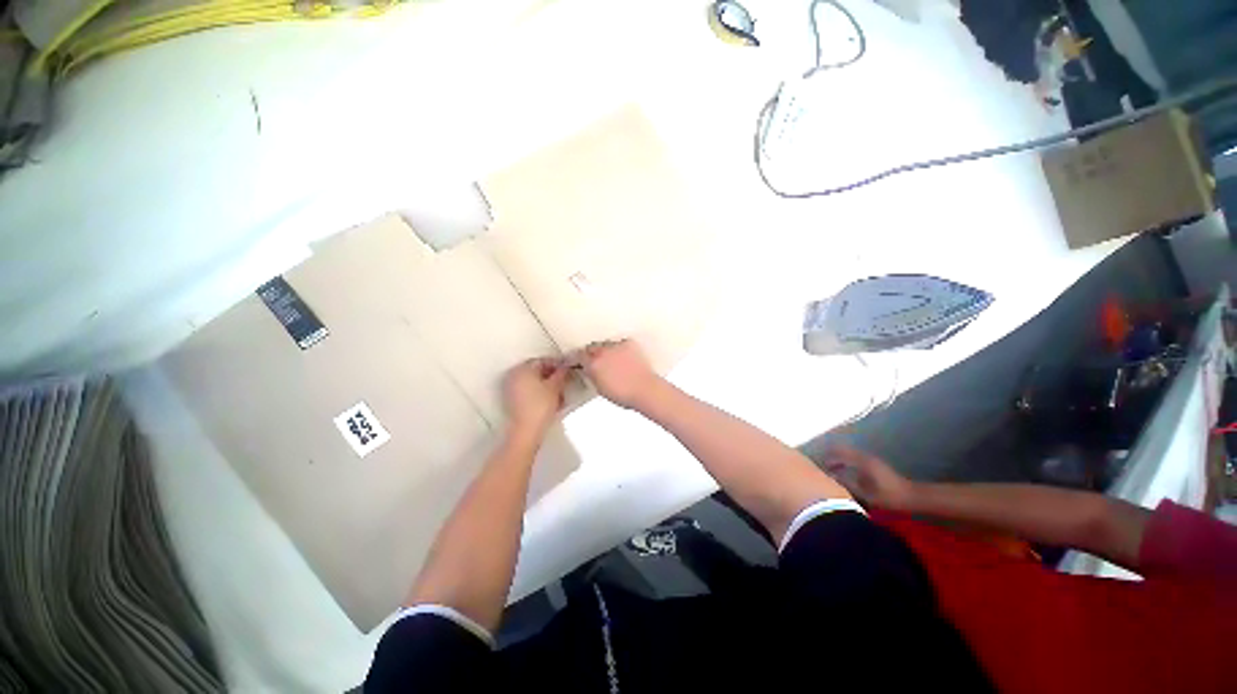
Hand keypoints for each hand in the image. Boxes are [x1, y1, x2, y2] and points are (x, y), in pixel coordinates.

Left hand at [503, 358, 568, 436]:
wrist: (527, 430)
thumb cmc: (541, 405)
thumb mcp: (555, 386)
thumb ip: (561, 374)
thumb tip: (565, 367)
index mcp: (522, 369)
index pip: (542, 361)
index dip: (557, 365)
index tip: (567, 370)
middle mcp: (514, 375)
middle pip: (537, 371)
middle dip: (552, 376)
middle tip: (565, 382)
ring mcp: (511, 388)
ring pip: (533, 382)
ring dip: (547, 386)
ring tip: (560, 394)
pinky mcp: (512, 401)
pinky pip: (529, 391)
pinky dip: (540, 393)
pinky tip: (552, 401)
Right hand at [578, 339, 662, 410]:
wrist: (645, 389)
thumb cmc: (624, 394)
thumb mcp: (600, 389)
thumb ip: (592, 376)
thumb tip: (589, 371)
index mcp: (593, 364)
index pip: (578, 356)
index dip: (577, 359)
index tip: (576, 361)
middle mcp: (603, 352)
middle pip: (591, 347)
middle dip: (591, 353)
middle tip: (594, 360)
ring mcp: (616, 346)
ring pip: (605, 344)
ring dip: (605, 349)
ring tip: (611, 359)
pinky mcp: (629, 343)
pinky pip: (620, 342)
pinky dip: (619, 347)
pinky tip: (622, 355)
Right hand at [821, 444, 914, 509]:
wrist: (913, 497)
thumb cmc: (889, 496)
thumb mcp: (866, 493)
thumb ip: (846, 483)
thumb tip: (830, 476)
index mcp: (862, 461)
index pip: (838, 451)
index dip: (827, 457)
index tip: (818, 465)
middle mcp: (865, 456)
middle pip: (842, 450)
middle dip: (830, 456)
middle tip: (821, 466)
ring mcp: (870, 460)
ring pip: (848, 454)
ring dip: (838, 459)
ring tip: (830, 470)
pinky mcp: (874, 465)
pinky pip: (853, 458)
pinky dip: (845, 462)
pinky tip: (843, 472)